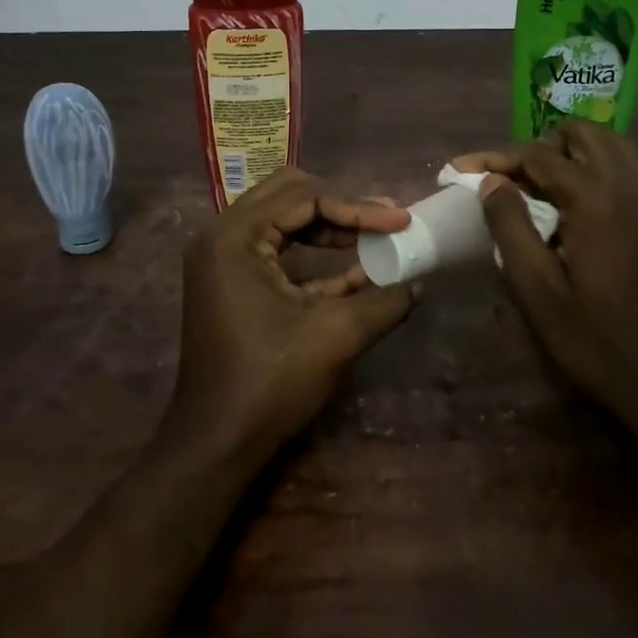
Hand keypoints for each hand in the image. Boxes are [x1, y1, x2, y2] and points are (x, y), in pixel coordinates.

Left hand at [169, 167, 417, 468]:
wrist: (216, 443)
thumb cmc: (270, 383)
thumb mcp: (336, 336)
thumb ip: (383, 301)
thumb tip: (421, 282)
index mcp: (235, 237)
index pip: (305, 198)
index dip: (358, 207)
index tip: (400, 220)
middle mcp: (222, 236)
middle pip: (289, 194)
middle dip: (342, 205)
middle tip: (385, 220)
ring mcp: (222, 259)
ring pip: (283, 220)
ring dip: (330, 227)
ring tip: (376, 237)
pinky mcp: (231, 281)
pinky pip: (276, 250)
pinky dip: (313, 255)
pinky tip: (356, 270)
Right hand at [453, 121, 637, 462]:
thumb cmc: (594, 341)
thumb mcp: (536, 289)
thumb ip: (510, 226)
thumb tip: (491, 182)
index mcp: (596, 202)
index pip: (538, 156)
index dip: (495, 158)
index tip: (460, 168)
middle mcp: (629, 187)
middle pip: (582, 133)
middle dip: (539, 145)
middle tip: (509, 178)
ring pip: (611, 143)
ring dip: (572, 150)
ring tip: (541, 184)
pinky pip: (631, 166)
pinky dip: (601, 165)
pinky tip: (581, 198)